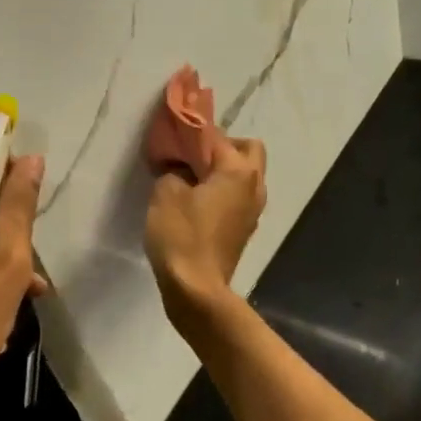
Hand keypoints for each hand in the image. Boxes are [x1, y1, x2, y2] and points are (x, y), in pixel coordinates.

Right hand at [145, 135, 266, 325]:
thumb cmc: (181, 235)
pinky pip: (239, 197)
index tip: (173, 134)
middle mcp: (254, 185)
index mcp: (238, 171)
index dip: (193, 132)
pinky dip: (224, 192)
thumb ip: (174, 171)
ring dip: (225, 171)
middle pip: (248, 150)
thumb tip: (181, 169)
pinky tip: (199, 203)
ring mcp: (254, 210)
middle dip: (223, 147)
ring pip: (247, 175)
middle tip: (193, 157)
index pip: (217, 136)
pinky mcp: (245, 229)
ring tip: (193, 179)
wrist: (196, 289)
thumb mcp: (165, 193)